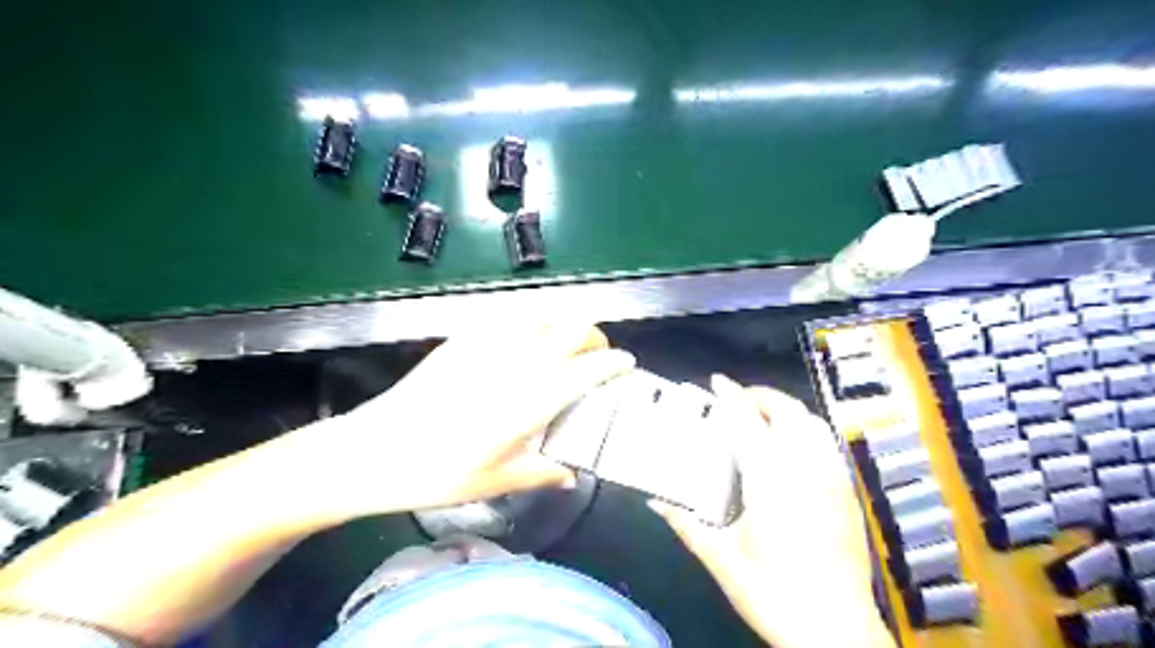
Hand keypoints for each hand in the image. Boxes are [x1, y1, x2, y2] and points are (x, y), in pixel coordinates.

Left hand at [301, 324, 636, 517]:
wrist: (376, 449)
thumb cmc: (439, 472)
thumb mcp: (497, 481)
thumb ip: (542, 473)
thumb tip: (571, 475)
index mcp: (532, 398)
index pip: (588, 368)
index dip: (614, 362)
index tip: (626, 364)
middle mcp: (518, 361)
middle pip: (574, 329)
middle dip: (596, 337)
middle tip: (598, 355)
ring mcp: (490, 343)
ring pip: (545, 315)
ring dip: (566, 325)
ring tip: (567, 345)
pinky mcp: (465, 337)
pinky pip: (512, 317)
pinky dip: (533, 322)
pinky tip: (527, 340)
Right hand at [648, 374, 890, 646]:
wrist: (838, 632)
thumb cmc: (774, 594)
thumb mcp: (722, 560)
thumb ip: (686, 524)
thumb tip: (655, 501)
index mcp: (771, 481)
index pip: (749, 422)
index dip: (732, 396)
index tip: (717, 381)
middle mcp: (807, 470)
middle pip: (789, 411)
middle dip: (762, 395)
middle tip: (737, 399)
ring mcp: (833, 480)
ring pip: (814, 423)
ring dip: (787, 410)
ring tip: (764, 417)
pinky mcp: (849, 494)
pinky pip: (828, 444)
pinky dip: (807, 430)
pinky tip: (793, 448)